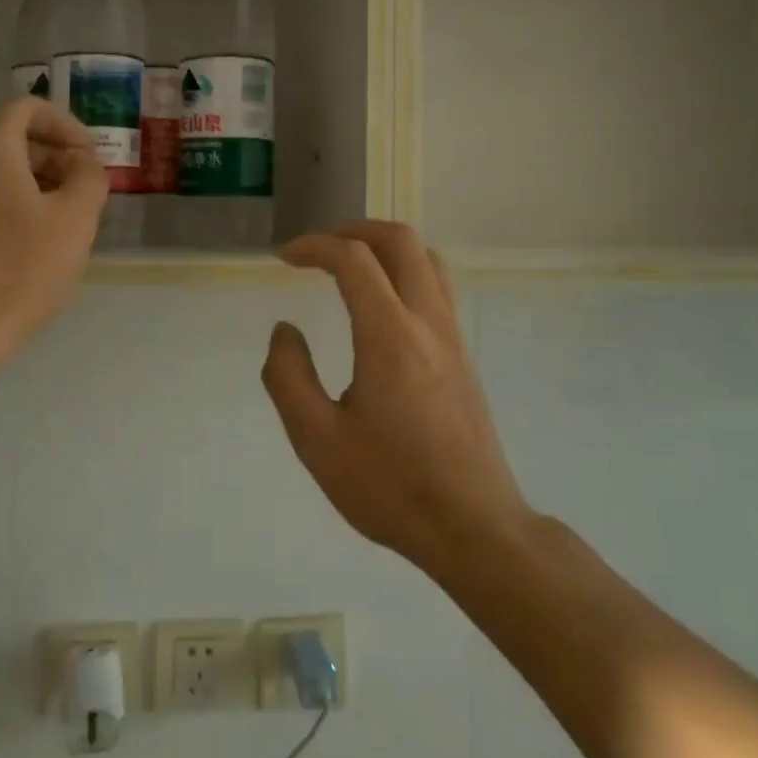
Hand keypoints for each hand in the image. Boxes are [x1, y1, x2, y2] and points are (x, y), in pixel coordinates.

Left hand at [0, 99, 106, 358]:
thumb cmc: (22, 268)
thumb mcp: (76, 219)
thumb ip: (90, 177)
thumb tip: (84, 164)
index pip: (28, 109)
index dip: (67, 125)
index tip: (90, 157)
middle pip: (11, 138)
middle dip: (54, 156)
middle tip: (84, 190)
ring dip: (34, 182)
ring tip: (63, 218)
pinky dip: (8, 203)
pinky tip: (30, 242)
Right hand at [262, 222, 527, 575]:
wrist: (473, 527)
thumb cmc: (389, 485)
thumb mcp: (317, 440)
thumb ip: (288, 377)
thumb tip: (285, 330)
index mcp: (389, 335)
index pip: (353, 259)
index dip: (314, 246)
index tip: (284, 258)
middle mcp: (427, 322)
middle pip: (401, 241)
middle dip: (355, 230)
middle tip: (320, 248)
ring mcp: (453, 338)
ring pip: (428, 260)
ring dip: (386, 248)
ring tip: (351, 266)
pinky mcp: (463, 358)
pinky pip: (438, 289)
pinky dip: (406, 272)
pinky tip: (382, 307)